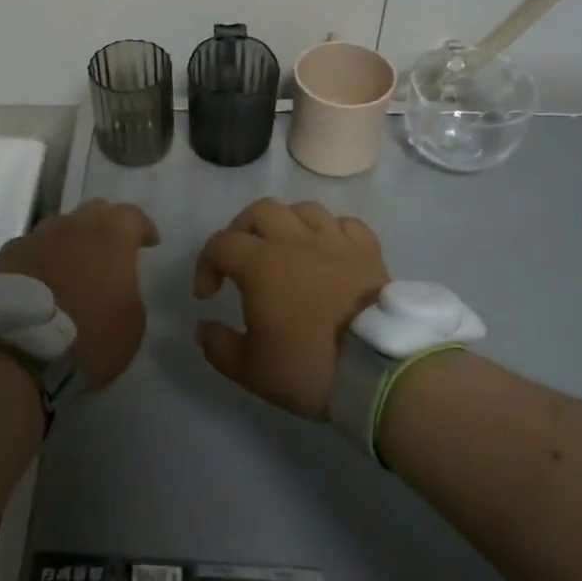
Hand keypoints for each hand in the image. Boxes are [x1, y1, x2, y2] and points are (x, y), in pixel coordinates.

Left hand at [0, 199, 159, 387]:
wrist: (15, 350)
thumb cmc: (87, 336)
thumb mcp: (132, 323)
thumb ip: (129, 291)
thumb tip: (117, 284)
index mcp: (109, 237)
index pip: (132, 215)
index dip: (143, 228)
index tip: (148, 245)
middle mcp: (71, 227)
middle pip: (94, 211)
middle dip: (106, 226)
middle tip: (111, 252)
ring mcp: (34, 239)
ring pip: (59, 228)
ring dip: (70, 242)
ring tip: (72, 268)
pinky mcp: (4, 258)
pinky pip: (31, 250)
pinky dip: (41, 261)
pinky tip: (41, 283)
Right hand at [192, 198, 389, 418]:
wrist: (378, 371)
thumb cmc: (308, 367)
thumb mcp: (250, 369)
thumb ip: (218, 346)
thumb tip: (203, 327)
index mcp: (261, 264)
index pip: (221, 244)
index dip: (206, 265)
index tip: (208, 295)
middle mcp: (295, 241)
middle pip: (260, 211)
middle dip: (242, 230)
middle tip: (241, 259)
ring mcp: (335, 242)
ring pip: (304, 210)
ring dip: (286, 224)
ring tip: (285, 248)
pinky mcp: (368, 251)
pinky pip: (345, 224)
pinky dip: (331, 231)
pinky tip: (328, 250)